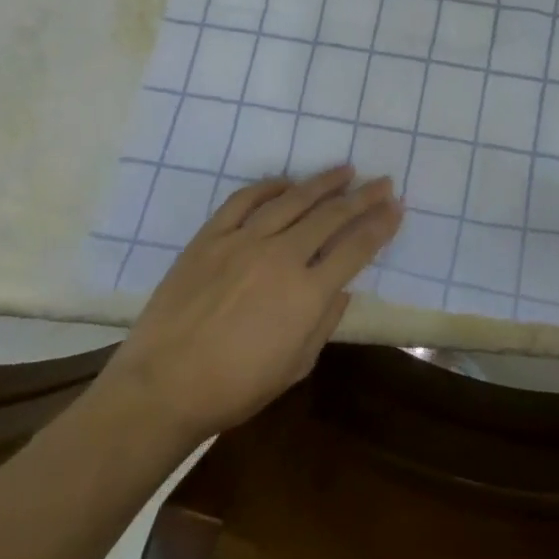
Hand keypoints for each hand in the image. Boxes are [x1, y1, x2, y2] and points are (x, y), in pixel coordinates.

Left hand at [98, 166, 400, 445]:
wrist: (162, 388)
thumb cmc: (234, 388)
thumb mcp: (295, 366)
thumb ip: (324, 322)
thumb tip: (340, 288)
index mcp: (307, 293)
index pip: (355, 248)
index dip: (380, 225)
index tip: (396, 207)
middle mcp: (281, 257)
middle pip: (331, 216)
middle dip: (362, 197)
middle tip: (382, 182)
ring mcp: (243, 242)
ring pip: (292, 200)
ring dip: (322, 182)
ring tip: (344, 170)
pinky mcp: (210, 238)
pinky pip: (244, 200)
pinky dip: (269, 187)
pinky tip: (286, 182)